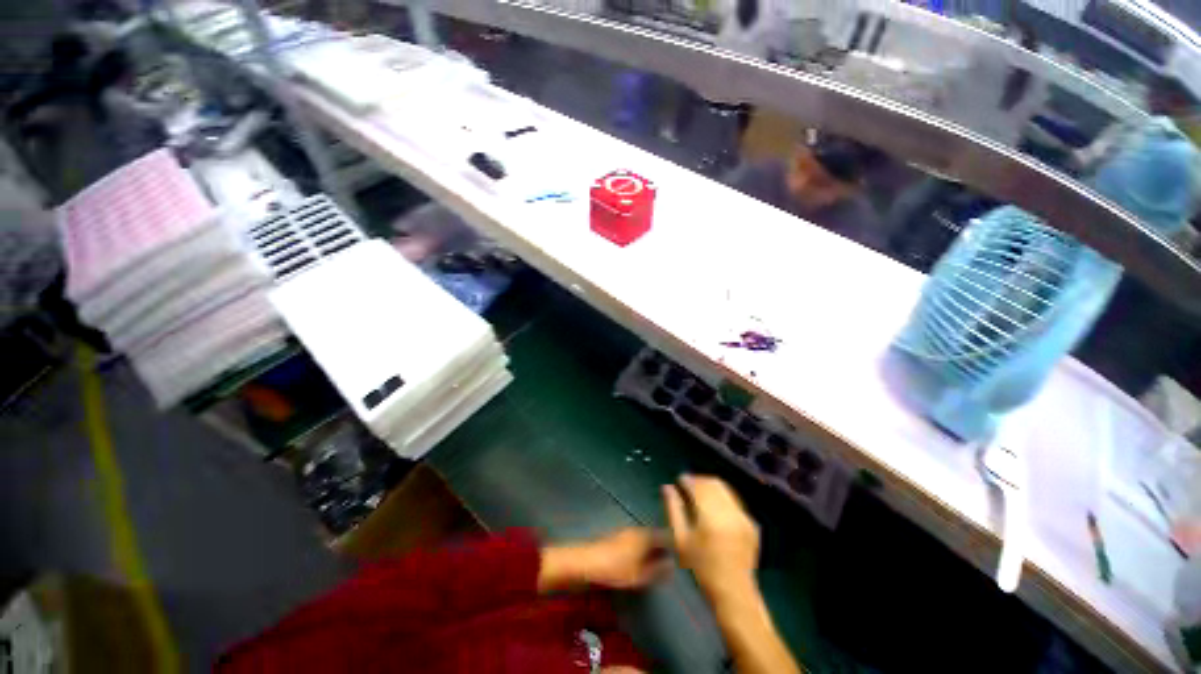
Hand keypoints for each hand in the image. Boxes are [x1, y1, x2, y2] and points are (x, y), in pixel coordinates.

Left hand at [539, 528, 670, 591]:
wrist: (587, 561)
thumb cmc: (615, 568)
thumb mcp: (639, 575)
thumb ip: (657, 570)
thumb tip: (672, 565)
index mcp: (645, 536)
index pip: (665, 535)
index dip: (674, 544)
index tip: (681, 555)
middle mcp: (637, 529)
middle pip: (655, 535)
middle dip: (663, 546)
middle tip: (670, 560)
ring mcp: (626, 531)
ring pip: (645, 537)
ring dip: (651, 547)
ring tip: (657, 562)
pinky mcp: (617, 537)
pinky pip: (635, 540)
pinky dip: (641, 548)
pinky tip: (639, 560)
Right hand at [664, 475, 759, 601]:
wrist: (733, 592)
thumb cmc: (701, 568)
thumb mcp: (681, 540)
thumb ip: (673, 509)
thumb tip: (667, 488)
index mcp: (711, 515)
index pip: (698, 485)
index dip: (687, 479)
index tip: (679, 481)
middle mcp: (730, 511)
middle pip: (713, 483)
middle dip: (699, 481)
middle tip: (688, 487)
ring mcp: (743, 517)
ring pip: (725, 489)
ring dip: (711, 488)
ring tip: (700, 496)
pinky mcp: (751, 524)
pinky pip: (735, 501)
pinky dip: (723, 498)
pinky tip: (715, 509)